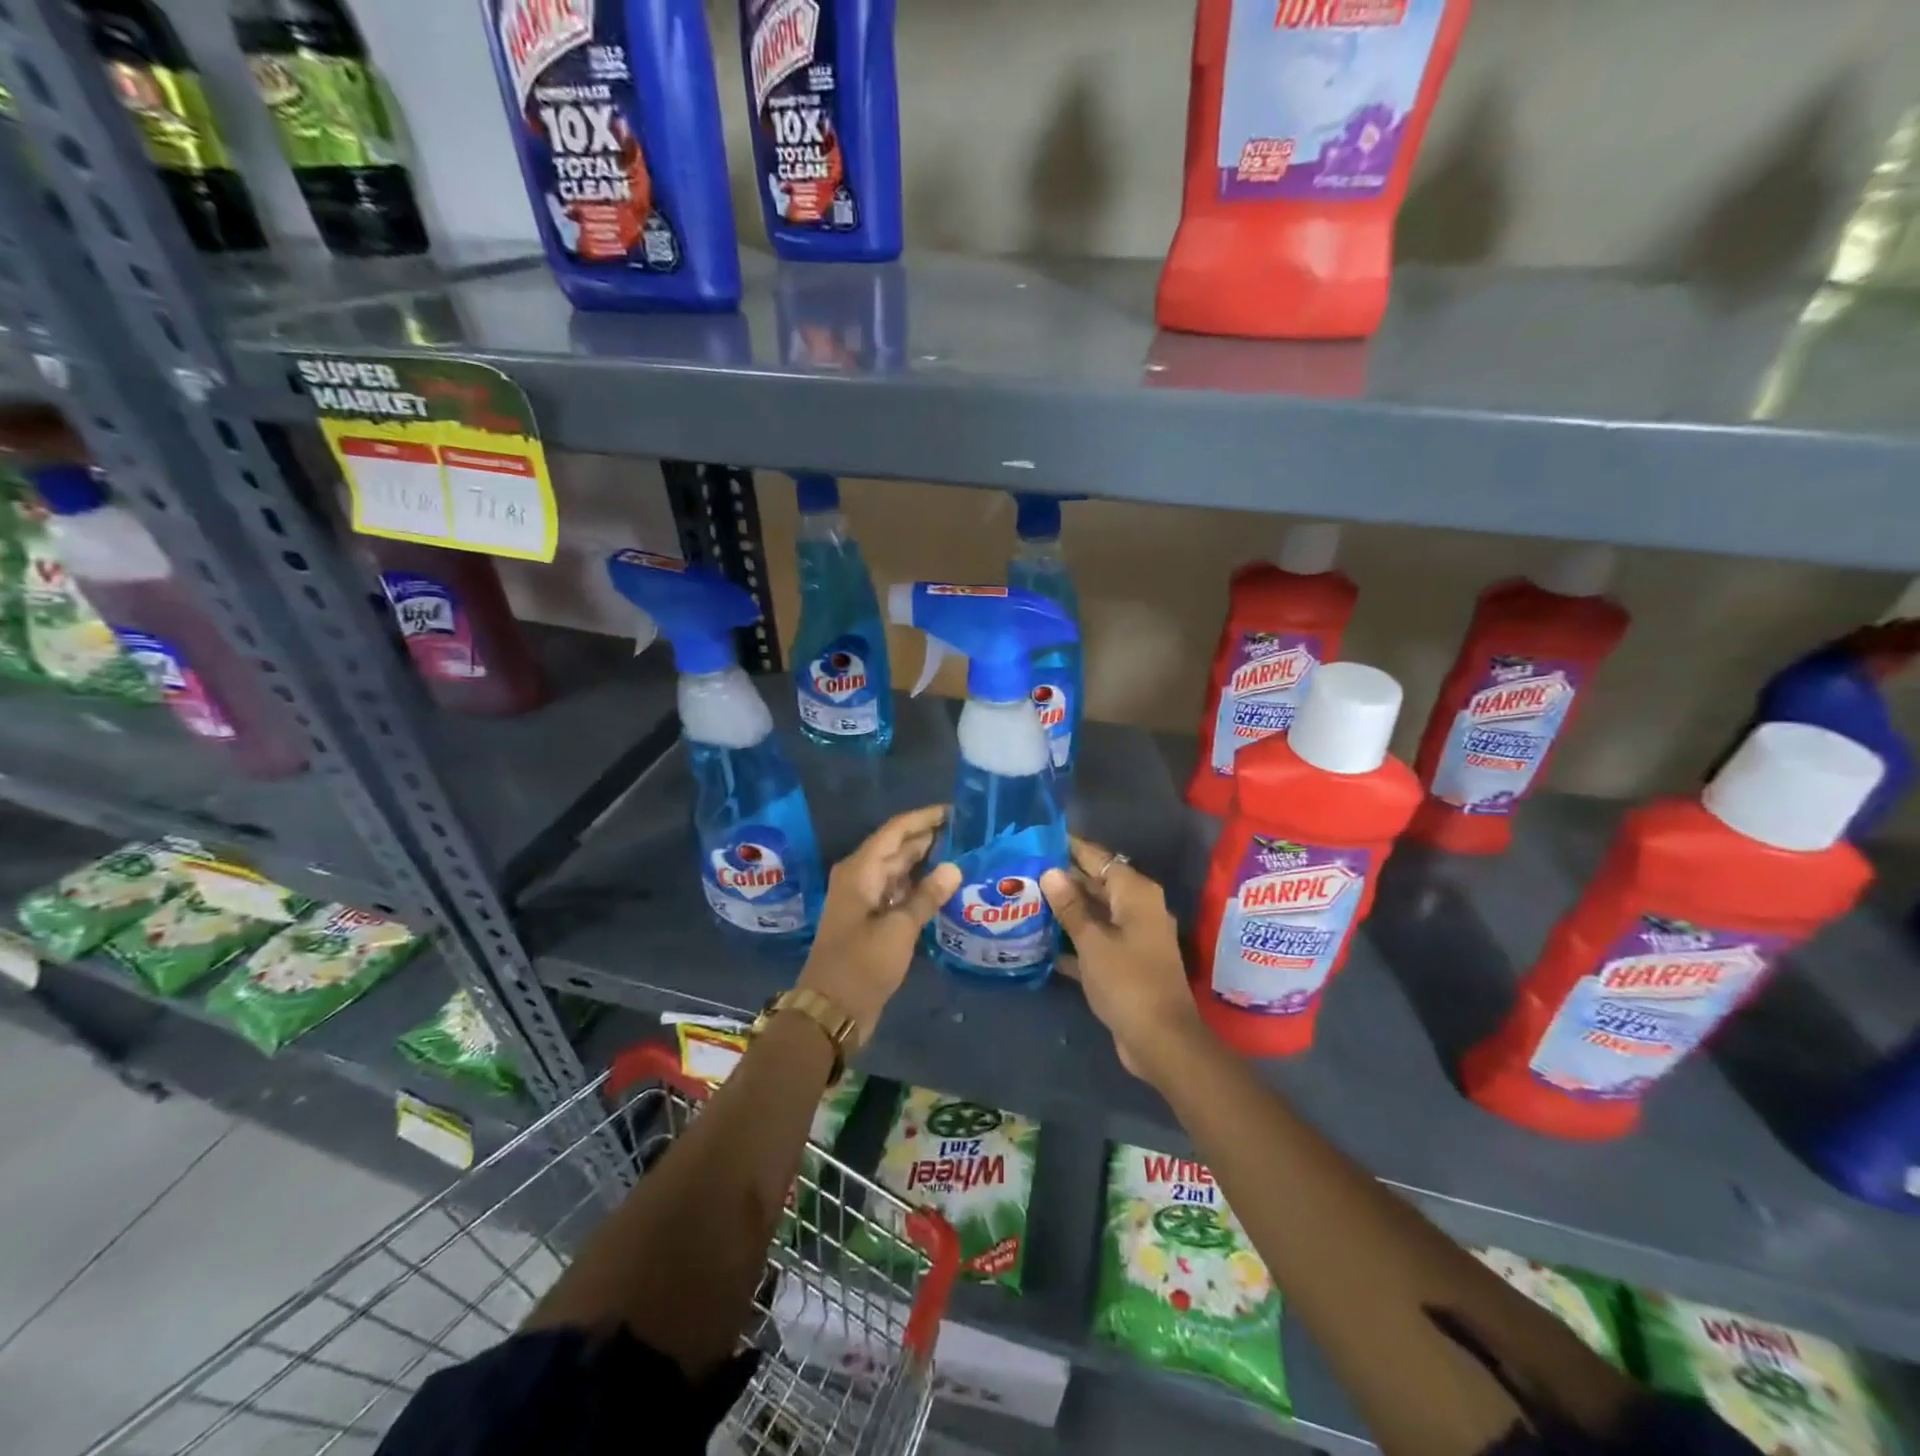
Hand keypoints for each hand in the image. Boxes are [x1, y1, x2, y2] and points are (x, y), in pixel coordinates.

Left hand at [798, 804, 960, 1047]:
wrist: (831, 1010)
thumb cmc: (862, 965)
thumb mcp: (899, 930)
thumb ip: (926, 897)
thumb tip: (953, 867)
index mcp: (860, 871)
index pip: (895, 831)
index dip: (924, 818)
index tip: (955, 811)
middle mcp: (861, 878)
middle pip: (897, 848)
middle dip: (929, 838)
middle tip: (968, 833)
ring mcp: (865, 900)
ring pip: (899, 870)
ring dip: (926, 862)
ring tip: (963, 854)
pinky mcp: (872, 921)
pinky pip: (898, 892)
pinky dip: (919, 887)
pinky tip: (944, 888)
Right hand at [1042, 836, 1205, 1083]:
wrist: (1161, 1040)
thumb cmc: (1127, 982)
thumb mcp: (1093, 942)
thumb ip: (1070, 907)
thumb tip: (1051, 872)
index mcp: (1136, 894)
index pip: (1100, 859)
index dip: (1072, 848)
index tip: (1040, 839)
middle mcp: (1138, 909)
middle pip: (1098, 885)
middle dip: (1064, 880)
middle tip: (1025, 871)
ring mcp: (1134, 938)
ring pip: (1095, 914)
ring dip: (1066, 911)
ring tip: (1027, 900)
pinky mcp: (1126, 964)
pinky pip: (1096, 941)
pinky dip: (1074, 941)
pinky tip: (1041, 943)